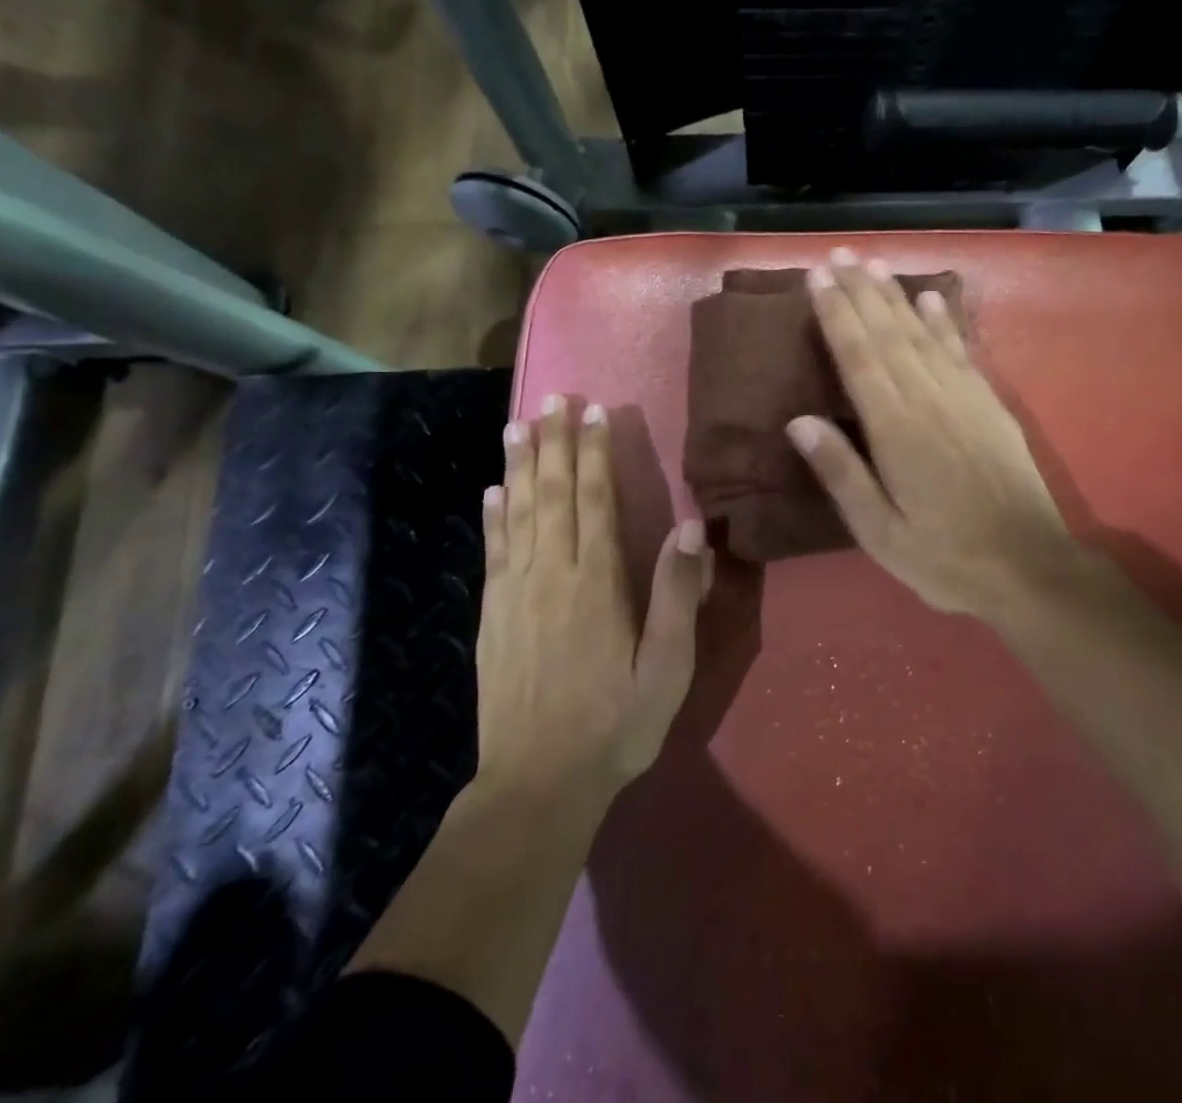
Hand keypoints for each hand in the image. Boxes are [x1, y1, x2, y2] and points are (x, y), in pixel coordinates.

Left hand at [475, 396, 713, 806]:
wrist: (537, 783)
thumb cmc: (615, 723)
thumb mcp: (667, 668)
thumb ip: (677, 596)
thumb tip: (689, 529)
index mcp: (596, 582)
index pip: (596, 500)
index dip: (594, 453)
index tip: (593, 412)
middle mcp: (552, 574)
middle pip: (553, 493)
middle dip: (554, 442)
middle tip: (553, 397)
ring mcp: (514, 593)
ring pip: (518, 513)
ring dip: (520, 465)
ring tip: (519, 425)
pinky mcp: (492, 615)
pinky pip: (493, 551)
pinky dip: (493, 516)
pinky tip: (492, 491)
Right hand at [787, 249, 1104, 625]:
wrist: (1030, 567)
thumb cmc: (945, 557)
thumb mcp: (880, 531)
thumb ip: (841, 473)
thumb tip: (798, 421)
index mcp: (896, 429)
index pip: (858, 357)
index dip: (836, 314)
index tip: (818, 277)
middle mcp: (929, 399)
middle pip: (888, 334)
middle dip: (861, 291)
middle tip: (840, 254)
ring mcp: (965, 397)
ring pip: (923, 334)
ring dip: (897, 297)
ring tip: (875, 265)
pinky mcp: (991, 405)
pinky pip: (962, 351)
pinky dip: (944, 322)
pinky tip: (932, 300)